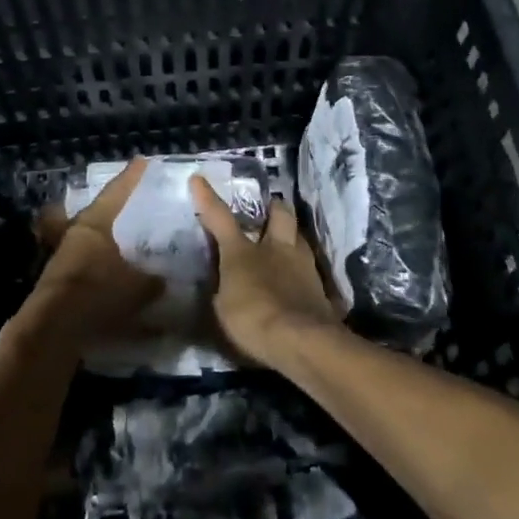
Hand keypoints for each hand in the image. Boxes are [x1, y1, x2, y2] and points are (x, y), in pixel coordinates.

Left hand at [25, 158, 164, 352]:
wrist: (53, 328)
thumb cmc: (97, 292)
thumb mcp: (137, 286)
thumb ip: (152, 280)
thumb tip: (162, 279)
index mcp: (95, 223)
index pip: (117, 192)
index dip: (132, 177)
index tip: (143, 162)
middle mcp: (76, 233)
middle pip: (99, 214)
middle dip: (116, 210)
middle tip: (135, 206)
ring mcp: (64, 257)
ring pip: (91, 241)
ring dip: (109, 243)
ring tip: (130, 247)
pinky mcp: (60, 282)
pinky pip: (88, 267)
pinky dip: (103, 269)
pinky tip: (118, 280)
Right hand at [189, 176, 342, 366]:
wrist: (301, 340)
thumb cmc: (252, 319)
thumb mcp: (223, 308)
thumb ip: (223, 289)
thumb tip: (223, 285)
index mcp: (243, 251)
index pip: (220, 217)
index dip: (207, 198)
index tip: (198, 178)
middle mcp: (276, 248)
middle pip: (279, 214)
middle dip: (273, 208)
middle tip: (268, 212)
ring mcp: (303, 265)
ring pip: (299, 238)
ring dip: (291, 238)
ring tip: (284, 247)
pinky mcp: (321, 287)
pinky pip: (310, 269)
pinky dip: (302, 272)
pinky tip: (299, 281)